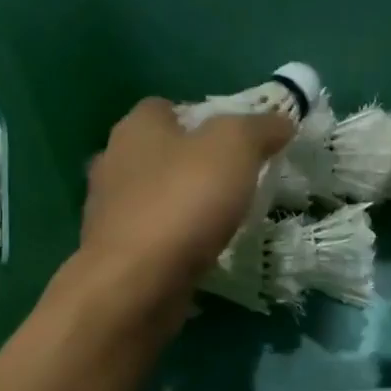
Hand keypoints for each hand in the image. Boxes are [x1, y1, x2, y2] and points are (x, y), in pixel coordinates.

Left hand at [77, 98, 292, 309]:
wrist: (136, 283)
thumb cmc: (183, 203)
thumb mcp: (234, 149)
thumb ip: (258, 129)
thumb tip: (281, 120)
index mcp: (136, 128)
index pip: (166, 107)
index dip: (202, 118)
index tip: (234, 143)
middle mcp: (113, 162)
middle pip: (159, 153)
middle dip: (191, 164)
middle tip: (233, 183)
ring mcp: (109, 212)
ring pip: (152, 197)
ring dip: (180, 205)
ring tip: (220, 221)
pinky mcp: (115, 253)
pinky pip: (151, 237)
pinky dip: (173, 242)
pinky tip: (198, 253)